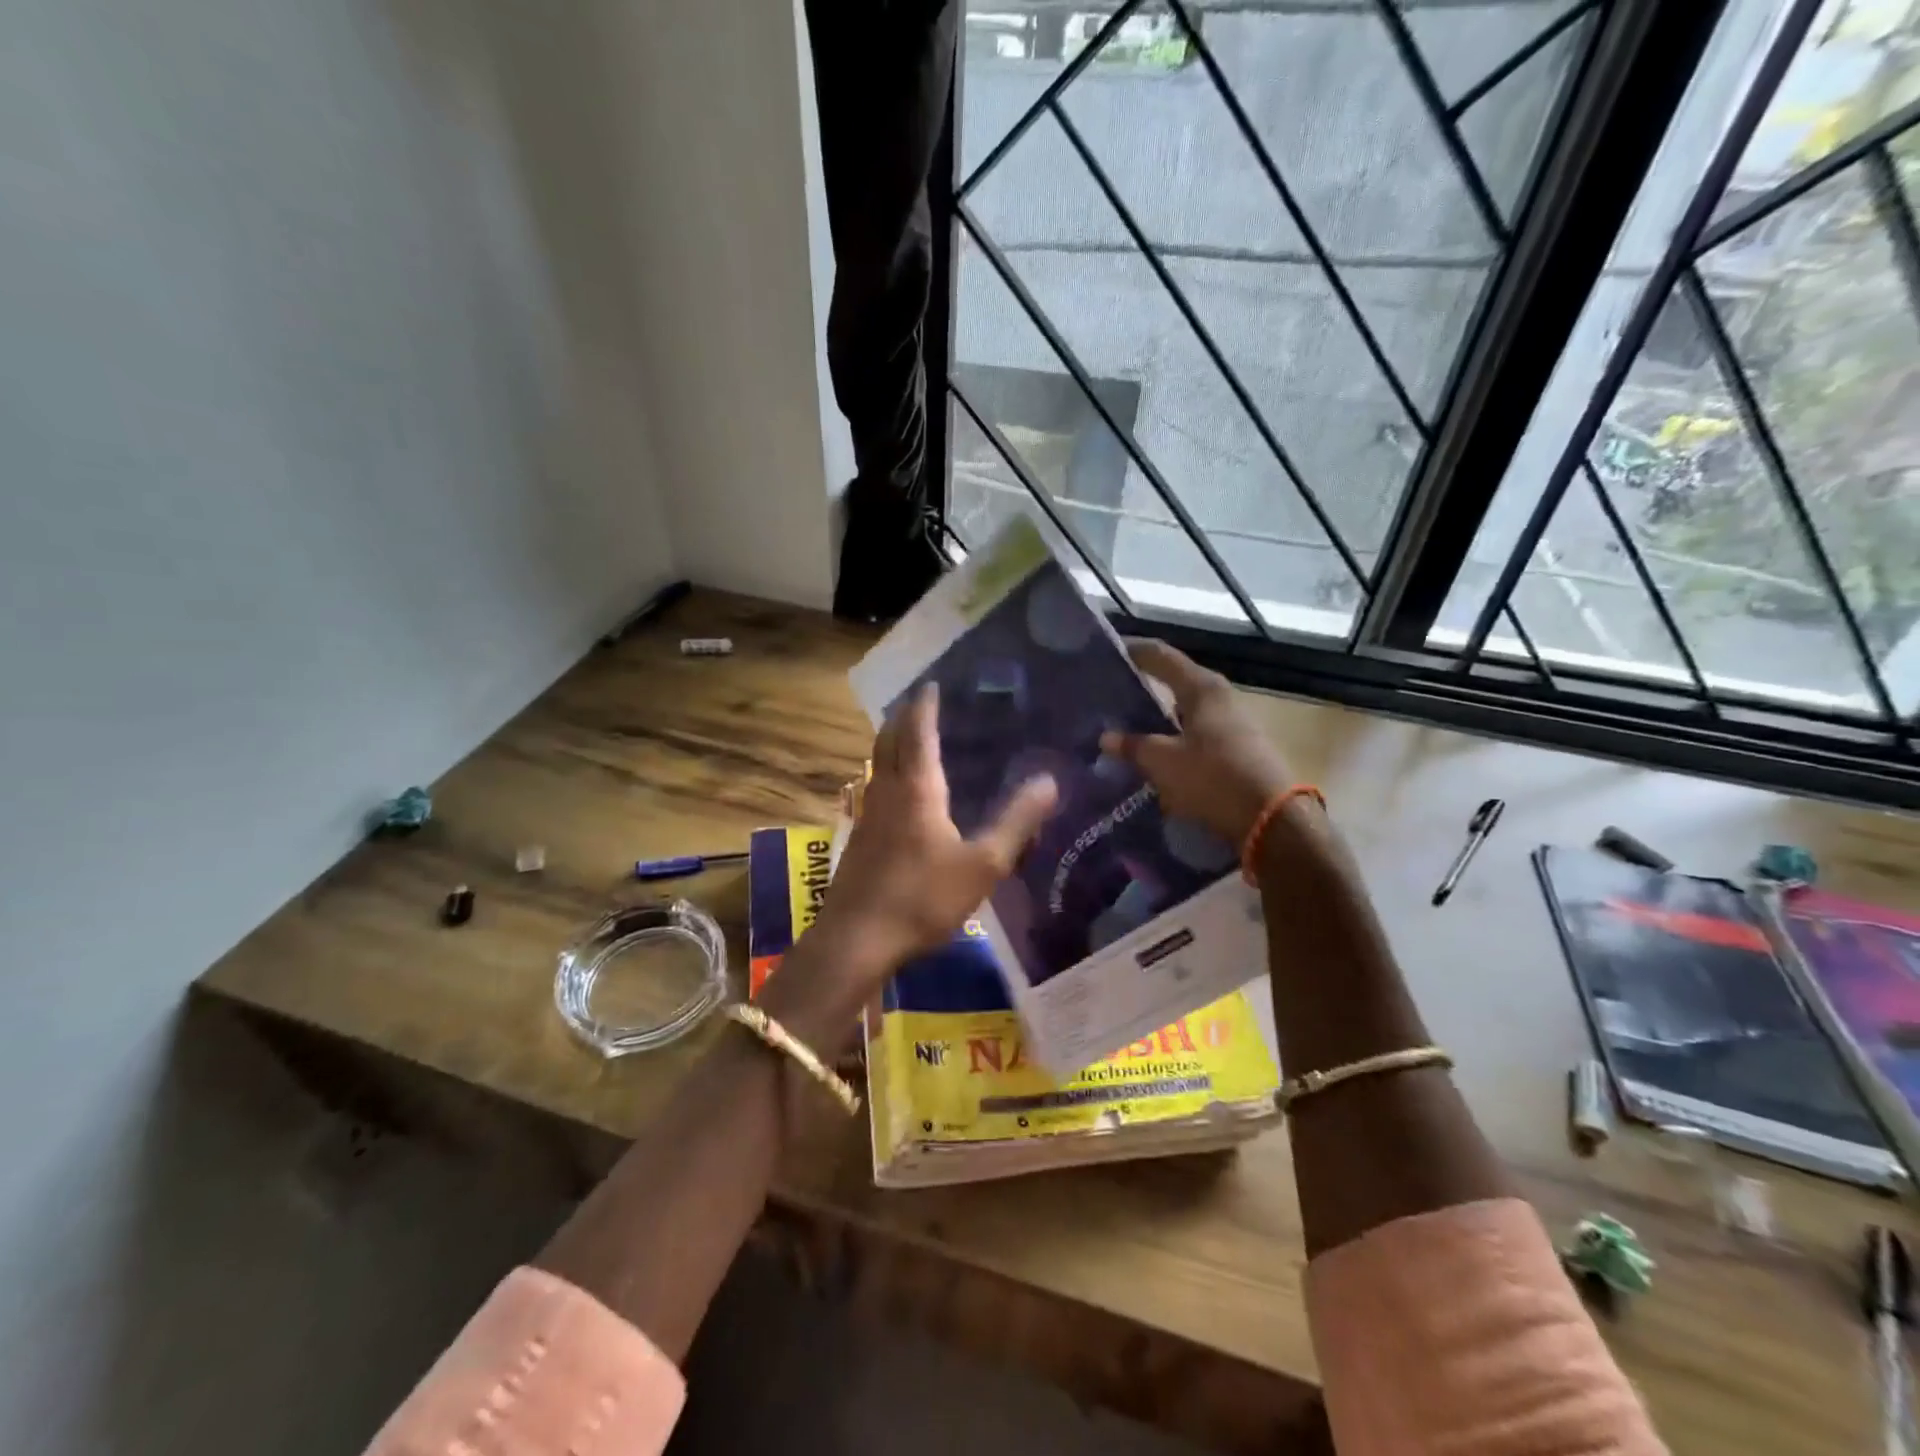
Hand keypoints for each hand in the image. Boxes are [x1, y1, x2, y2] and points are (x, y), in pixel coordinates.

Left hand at [799, 682, 1058, 991]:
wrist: (857, 940)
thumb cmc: (923, 898)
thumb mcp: (983, 865)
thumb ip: (1017, 822)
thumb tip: (1049, 781)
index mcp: (917, 789)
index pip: (918, 732)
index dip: (924, 706)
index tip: (931, 684)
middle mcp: (887, 792)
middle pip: (888, 741)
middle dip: (902, 718)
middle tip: (918, 703)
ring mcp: (868, 815)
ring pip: (877, 765)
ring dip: (891, 743)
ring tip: (909, 738)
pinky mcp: (859, 839)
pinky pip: (875, 788)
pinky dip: (887, 772)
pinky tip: (900, 794)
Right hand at [1099, 640, 1294, 844]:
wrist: (1271, 819)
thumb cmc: (1213, 778)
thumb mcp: (1163, 762)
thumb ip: (1132, 746)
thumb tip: (1107, 738)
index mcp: (1202, 687)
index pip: (1161, 655)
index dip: (1133, 650)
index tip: (1106, 651)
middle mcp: (1220, 697)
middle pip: (1174, 682)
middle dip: (1142, 686)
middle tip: (1109, 693)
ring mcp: (1232, 722)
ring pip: (1184, 710)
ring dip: (1156, 716)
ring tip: (1125, 726)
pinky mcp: (1236, 748)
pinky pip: (1194, 733)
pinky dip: (1172, 737)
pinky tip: (1154, 752)